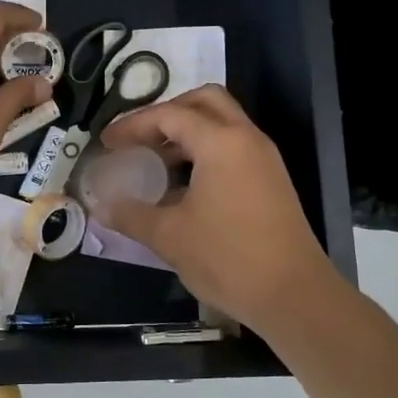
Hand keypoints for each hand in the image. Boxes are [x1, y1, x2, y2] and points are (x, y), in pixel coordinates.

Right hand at [98, 85, 339, 331]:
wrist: (294, 296)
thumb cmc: (228, 258)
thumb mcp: (169, 237)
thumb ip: (131, 215)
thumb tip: (102, 206)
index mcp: (221, 143)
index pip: (170, 115)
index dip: (133, 125)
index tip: (107, 144)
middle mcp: (246, 139)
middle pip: (204, 101)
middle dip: (167, 113)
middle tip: (139, 138)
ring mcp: (264, 159)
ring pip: (222, 123)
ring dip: (187, 132)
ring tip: (155, 161)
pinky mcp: (271, 180)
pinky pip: (233, 147)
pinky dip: (205, 151)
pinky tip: (183, 184)